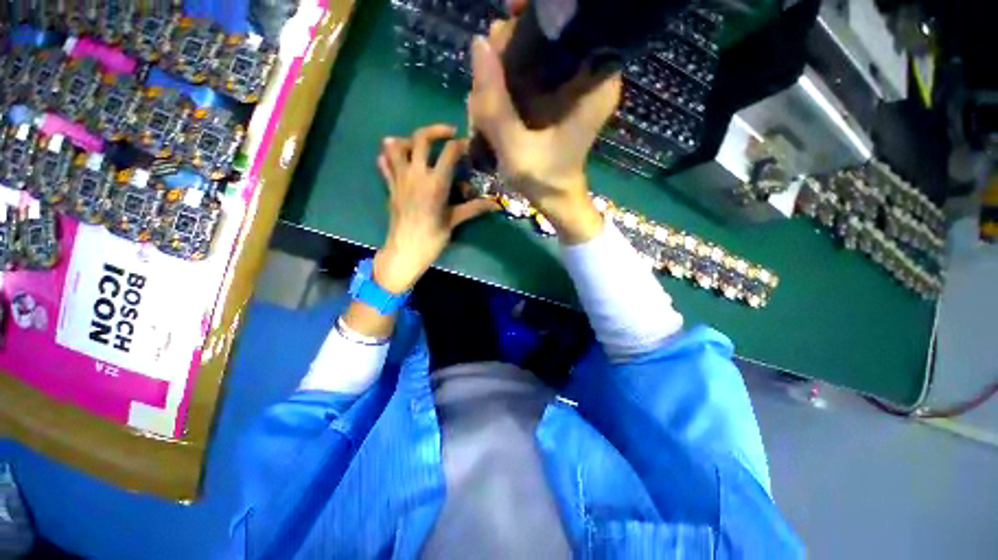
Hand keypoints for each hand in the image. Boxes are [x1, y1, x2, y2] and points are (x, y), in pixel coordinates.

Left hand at [373, 124, 497, 293]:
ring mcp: (400, 178)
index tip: (468, 146)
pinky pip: (385, 164)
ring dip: (409, 139)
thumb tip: (496, 204)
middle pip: (421, 138)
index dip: (461, 145)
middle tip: (449, 134)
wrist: (405, 251)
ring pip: (397, 146)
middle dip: (436, 130)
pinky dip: (390, 156)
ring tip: (421, 145)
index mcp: (436, 183)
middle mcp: (416, 174)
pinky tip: (398, 157)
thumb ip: (474, 208)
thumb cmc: (432, 238)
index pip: (449, 152)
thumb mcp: (454, 221)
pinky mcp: (390, 186)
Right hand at [467, 7, 621, 243]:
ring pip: (534, 51)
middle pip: (547, 32)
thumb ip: (495, 103)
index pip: (571, 21)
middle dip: (510, 47)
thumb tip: (478, 44)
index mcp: (594, 82)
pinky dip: (508, 82)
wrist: (557, 199)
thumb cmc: (544, 180)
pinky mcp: (560, 94)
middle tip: (486, 81)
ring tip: (484, 102)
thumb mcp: (515, 149)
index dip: (538, 13)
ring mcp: (574, 83)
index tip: (508, 18)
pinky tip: (492, 104)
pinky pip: (531, 70)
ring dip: (503, 69)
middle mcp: (590, 74)